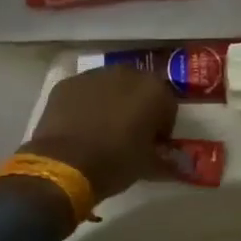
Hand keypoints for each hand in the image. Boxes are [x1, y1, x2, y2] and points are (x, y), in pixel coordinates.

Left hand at [22, 66, 178, 202]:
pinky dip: (86, 104)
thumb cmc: (115, 163)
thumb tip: (177, 164)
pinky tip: (80, 126)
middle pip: (139, 89)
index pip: (168, 106)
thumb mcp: (147, 166)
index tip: (154, 144)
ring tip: (103, 129)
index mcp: (154, 91)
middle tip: (130, 133)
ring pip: (111, 86)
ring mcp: (94, 75)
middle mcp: (127, 74)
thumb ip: (165, 160)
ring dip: (112, 102)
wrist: (64, 165)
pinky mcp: (68, 83)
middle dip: (138, 108)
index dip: (162, 127)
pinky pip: (85, 92)